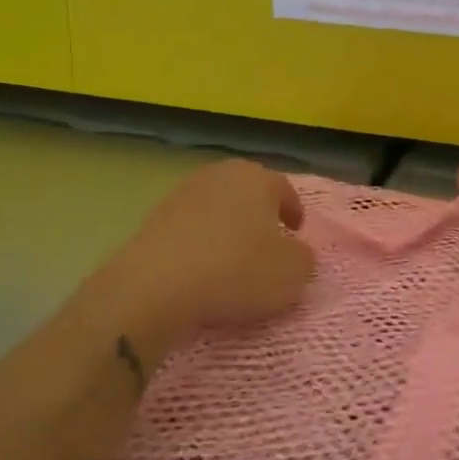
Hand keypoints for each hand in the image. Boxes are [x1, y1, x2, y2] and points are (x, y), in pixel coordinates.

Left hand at [116, 159, 315, 344]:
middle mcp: (220, 174)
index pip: (284, 189)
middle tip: (267, 241)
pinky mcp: (155, 217)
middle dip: (259, 213)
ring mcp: (183, 192)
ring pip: (216, 207)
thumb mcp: (292, 273)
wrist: (158, 285)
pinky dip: (200, 241)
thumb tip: (296, 253)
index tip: (296, 232)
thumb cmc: (236, 270)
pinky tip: (202, 267)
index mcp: (257, 178)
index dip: (294, 211)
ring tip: (233, 257)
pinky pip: (190, 227)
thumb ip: (304, 258)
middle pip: (248, 191)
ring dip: (227, 226)